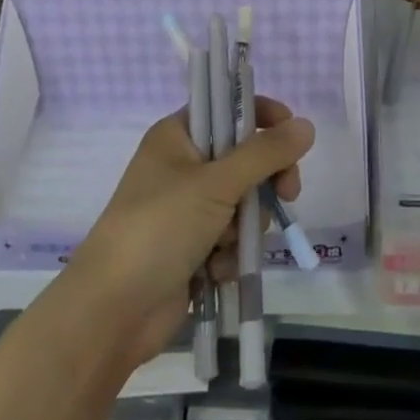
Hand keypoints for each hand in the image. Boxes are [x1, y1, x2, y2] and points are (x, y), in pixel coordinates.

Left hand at [65, 98, 313, 369]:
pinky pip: (230, 239)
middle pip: (243, 158)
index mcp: (176, 136)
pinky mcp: (191, 248)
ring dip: (245, 225)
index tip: (291, 133)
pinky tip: (217, 270)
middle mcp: (181, 166)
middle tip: (288, 193)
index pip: (226, 109)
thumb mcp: (216, 183)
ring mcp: (186, 210)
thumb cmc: (160, 228)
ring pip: (242, 202)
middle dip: (265, 181)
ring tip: (227, 245)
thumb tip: (306, 125)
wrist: (113, 311)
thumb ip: (265, 154)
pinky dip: (230, 254)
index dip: (261, 116)